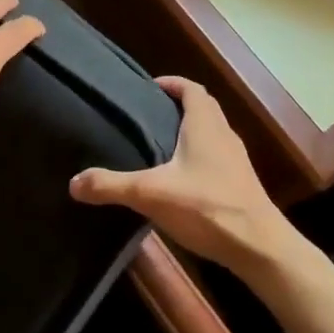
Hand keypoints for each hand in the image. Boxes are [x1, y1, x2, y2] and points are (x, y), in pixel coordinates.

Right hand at [69, 76, 297, 269]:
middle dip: (176, 106)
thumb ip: (111, 186)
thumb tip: (73, 182)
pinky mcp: (240, 184)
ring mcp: (236, 160)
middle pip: (202, 108)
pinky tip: (179, 179)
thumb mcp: (151, 194)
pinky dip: (198, 156)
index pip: (191, 88)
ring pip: (211, 133)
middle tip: (147, 116)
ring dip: (189, 132)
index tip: (149, 88)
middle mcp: (223, 134)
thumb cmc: (208, 207)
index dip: (171, 83)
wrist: (260, 248)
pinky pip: (216, 157)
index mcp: (205, 124)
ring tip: (158, 145)